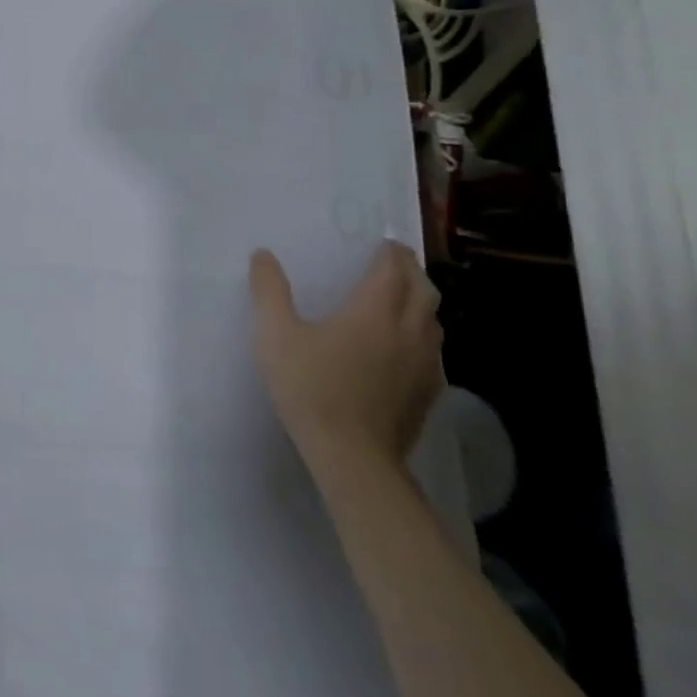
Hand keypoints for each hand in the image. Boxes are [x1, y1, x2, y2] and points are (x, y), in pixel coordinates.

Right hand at [248, 241, 442, 467]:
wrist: (352, 454)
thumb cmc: (310, 387)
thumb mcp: (275, 335)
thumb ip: (269, 291)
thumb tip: (263, 256)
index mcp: (374, 310)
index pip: (392, 269)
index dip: (389, 252)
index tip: (383, 242)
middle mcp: (409, 330)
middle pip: (424, 290)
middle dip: (411, 271)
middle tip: (393, 264)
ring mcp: (425, 363)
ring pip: (433, 321)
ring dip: (420, 303)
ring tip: (401, 300)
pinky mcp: (429, 392)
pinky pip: (433, 351)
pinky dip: (422, 336)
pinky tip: (403, 350)